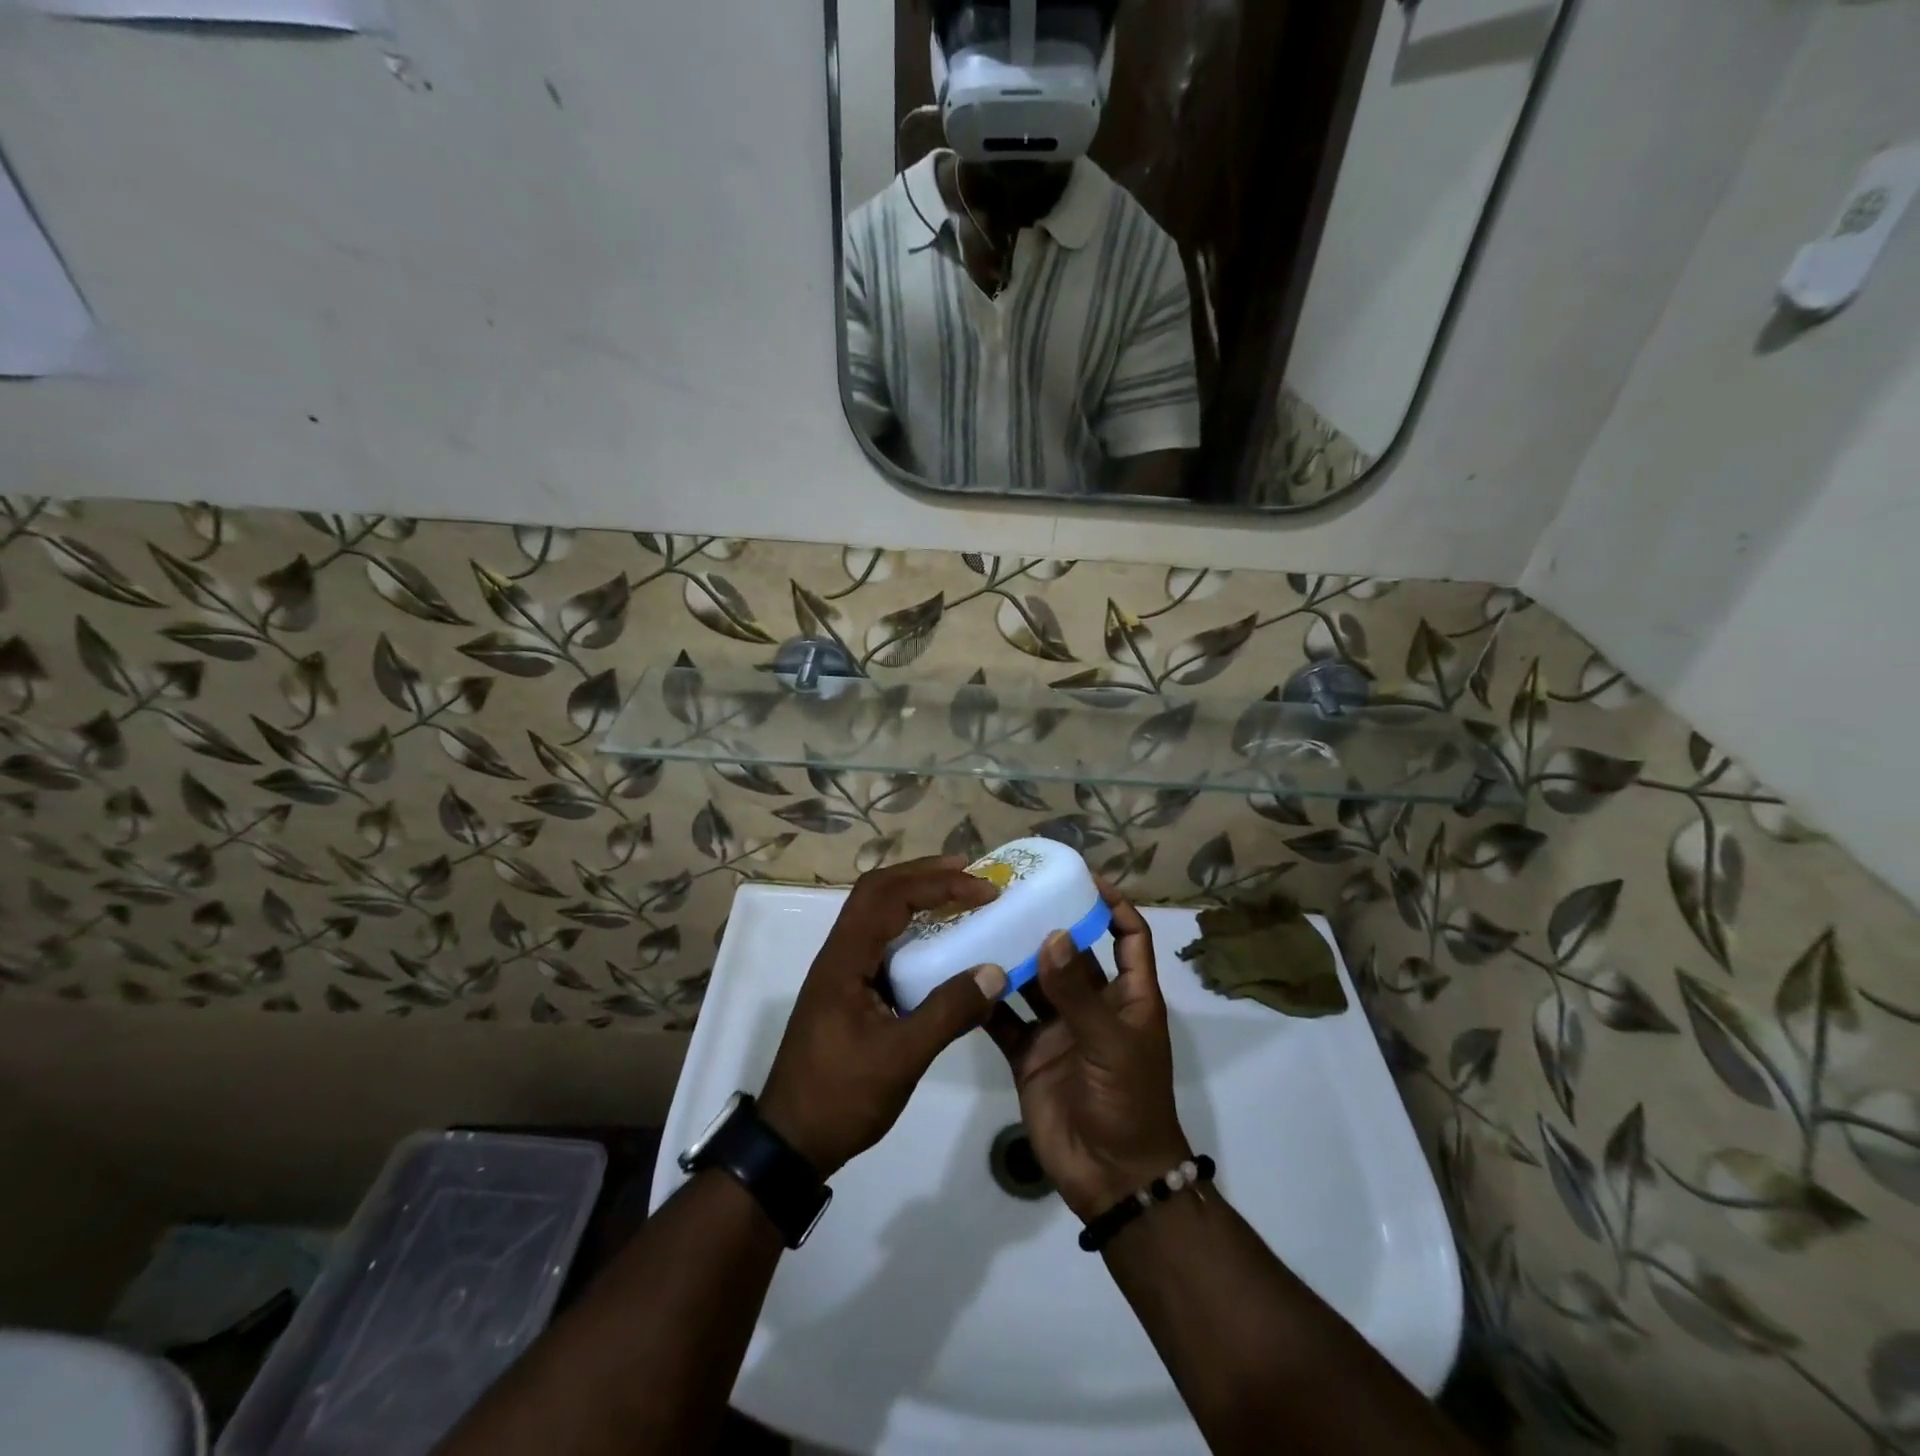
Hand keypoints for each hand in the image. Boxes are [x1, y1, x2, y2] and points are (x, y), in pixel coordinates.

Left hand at [759, 857, 1009, 1176]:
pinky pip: (882, 939)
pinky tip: (938, 939)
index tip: (982, 889)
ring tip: (958, 892)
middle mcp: (839, 953)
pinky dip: (912, 925)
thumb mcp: (900, 1058)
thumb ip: (948, 1012)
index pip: (889, 897)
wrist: (790, 1142)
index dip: (937, 885)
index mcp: (845, 960)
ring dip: (916, 894)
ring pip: (877, 912)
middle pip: (878, 890)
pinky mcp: (849, 989)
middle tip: (970, 871)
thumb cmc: (841, 1096)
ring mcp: (842, 971)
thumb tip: (994, 972)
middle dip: (924, 874)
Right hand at [984, 882, 1191, 1221]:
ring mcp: (1058, 1029)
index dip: (1114, 905)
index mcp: (1128, 996)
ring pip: (1032, 982)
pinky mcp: (1028, 1054)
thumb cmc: (1128, 1103)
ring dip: (1012, 957)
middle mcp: (1092, 1005)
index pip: (1128, 936)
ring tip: (980, 924)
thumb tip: (1052, 935)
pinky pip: (1005, 1019)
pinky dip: (986, 1000)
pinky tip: (961, 975)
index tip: (1083, 879)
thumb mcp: (1110, 1043)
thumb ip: (1077, 993)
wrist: (1111, 1179)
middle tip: (1013, 894)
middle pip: (1072, 953)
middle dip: (1048, 924)